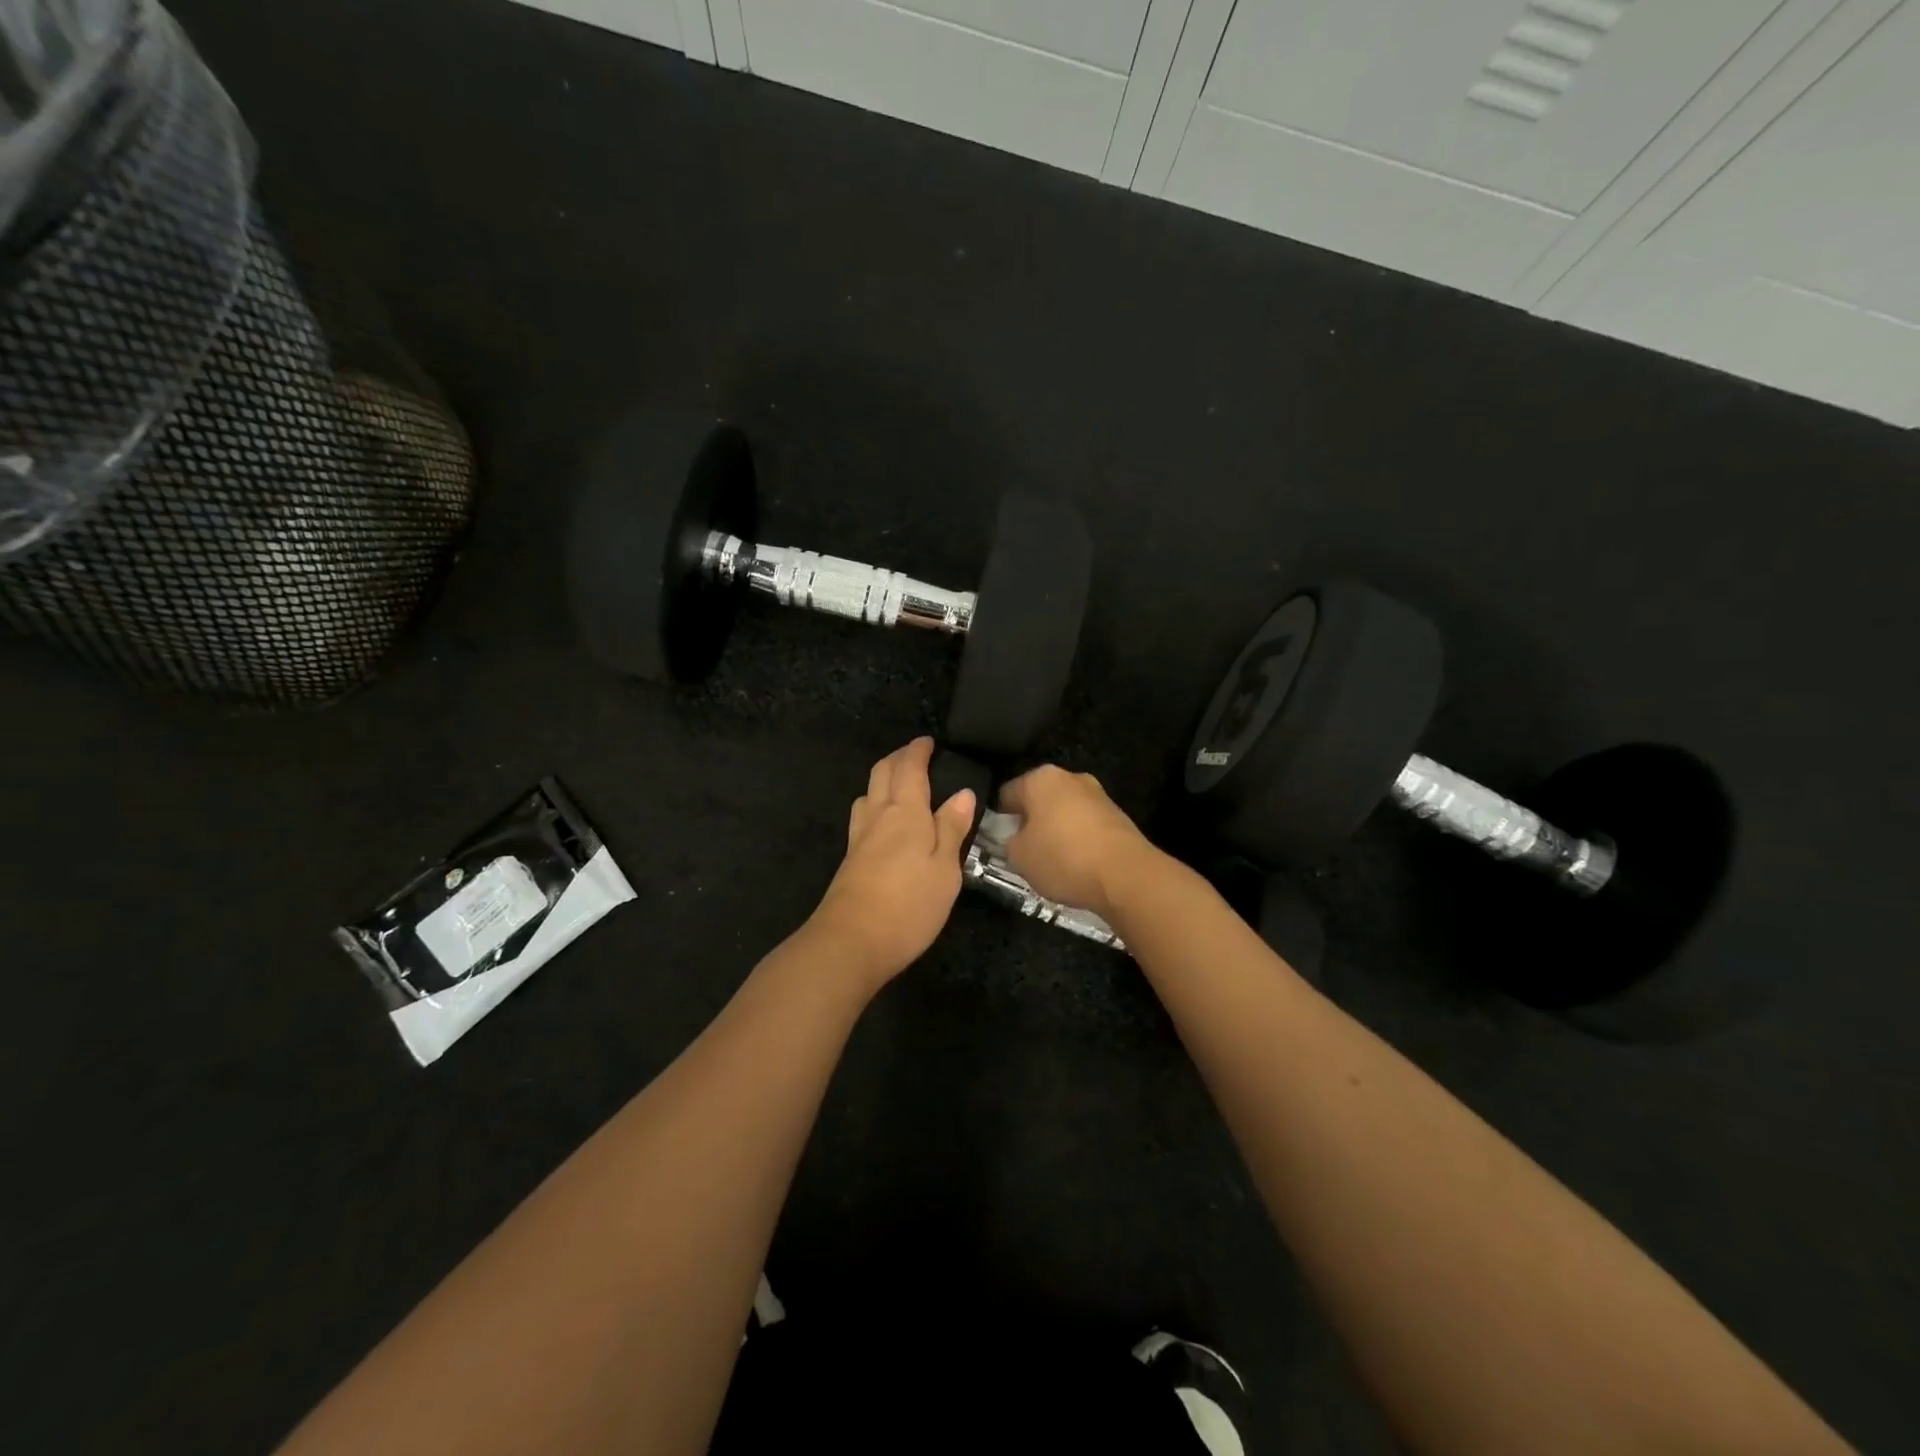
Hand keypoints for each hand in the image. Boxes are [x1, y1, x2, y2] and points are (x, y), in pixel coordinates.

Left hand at [808, 737, 977, 988]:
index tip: (927, 741)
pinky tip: (883, 823)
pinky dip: (874, 806)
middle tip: (913, 754)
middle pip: (882, 774)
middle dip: (897, 759)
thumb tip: (962, 793)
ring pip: (867, 795)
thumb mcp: (945, 869)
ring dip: (881, 781)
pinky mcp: (850, 861)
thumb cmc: (909, 905)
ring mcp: (859, 839)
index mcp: (906, 812)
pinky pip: (862, 818)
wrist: (851, 943)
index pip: (910, 769)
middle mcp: (878, 817)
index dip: (917, 751)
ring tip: (898, 785)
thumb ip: (952, 829)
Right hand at [998, 765, 1159, 919]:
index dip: (998, 818)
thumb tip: (1017, 838)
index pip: (1006, 793)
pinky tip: (1076, 865)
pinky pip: (1086, 827)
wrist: (1126, 875)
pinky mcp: (1118, 817)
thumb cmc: (1063, 858)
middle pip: (1038, 800)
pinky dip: (1078, 841)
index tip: (997, 841)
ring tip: (1051, 863)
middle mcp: (1070, 778)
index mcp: (1041, 778)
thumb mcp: (1018, 856)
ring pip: (1064, 813)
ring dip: (1055, 832)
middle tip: (1022, 852)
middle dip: (1030, 823)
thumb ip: (1009, 842)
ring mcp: (1098, 795)